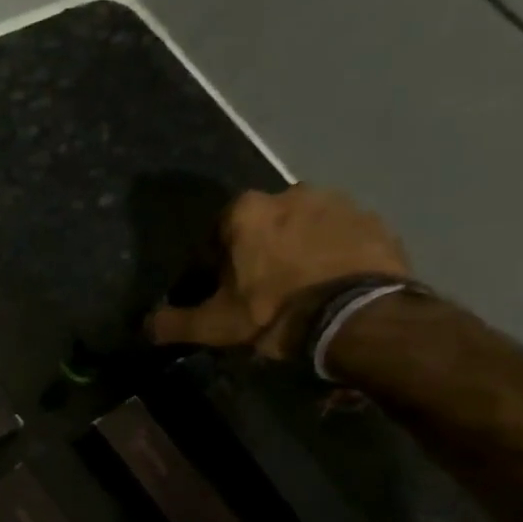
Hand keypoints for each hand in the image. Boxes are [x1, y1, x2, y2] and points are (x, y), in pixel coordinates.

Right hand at [146, 186, 410, 358]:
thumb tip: (146, 327)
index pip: (218, 233)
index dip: (216, 263)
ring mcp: (339, 204)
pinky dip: (334, 256)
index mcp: (246, 211)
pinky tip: (332, 286)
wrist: (359, 318)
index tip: (223, 290)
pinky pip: (343, 237)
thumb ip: (174, 322)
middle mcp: (291, 194)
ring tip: (301, 290)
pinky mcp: (376, 222)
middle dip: (260, 251)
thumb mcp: (215, 324)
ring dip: (299, 250)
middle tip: (264, 291)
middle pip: (264, 226)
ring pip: (305, 228)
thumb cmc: (274, 312)